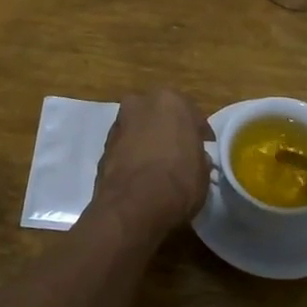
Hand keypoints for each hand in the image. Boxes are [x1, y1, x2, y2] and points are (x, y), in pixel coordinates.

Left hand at [93, 89, 213, 235]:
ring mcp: (119, 122)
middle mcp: (142, 103)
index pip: (192, 115)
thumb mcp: (203, 172)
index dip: (198, 135)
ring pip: (140, 128)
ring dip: (148, 141)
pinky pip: (126, 146)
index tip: (203, 150)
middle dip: (168, 131)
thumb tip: (195, 158)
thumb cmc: (178, 182)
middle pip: (160, 116)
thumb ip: (198, 156)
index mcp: (172, 101)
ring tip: (157, 166)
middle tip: (178, 153)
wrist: (132, 206)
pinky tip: (140, 173)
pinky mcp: (103, 145)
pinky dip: (132, 154)